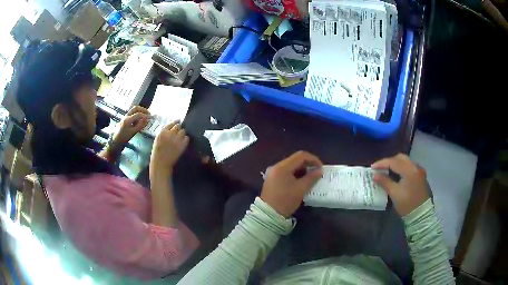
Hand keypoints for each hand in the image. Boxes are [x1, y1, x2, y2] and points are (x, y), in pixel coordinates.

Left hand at [115, 106, 149, 144]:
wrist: (115, 141)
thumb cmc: (124, 138)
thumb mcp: (133, 133)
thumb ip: (140, 125)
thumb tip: (146, 119)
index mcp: (128, 119)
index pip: (138, 114)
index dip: (145, 115)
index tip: (150, 118)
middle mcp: (126, 116)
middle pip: (136, 108)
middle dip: (143, 110)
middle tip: (148, 114)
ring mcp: (125, 117)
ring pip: (134, 110)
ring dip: (140, 112)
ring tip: (144, 118)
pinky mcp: (125, 119)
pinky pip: (132, 114)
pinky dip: (137, 115)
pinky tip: (138, 121)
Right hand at [150, 122, 188, 179]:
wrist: (161, 163)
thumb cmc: (157, 152)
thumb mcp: (157, 139)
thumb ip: (164, 133)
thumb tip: (171, 127)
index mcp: (162, 132)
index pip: (171, 123)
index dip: (175, 122)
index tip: (177, 121)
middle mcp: (170, 134)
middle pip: (178, 126)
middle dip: (178, 128)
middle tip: (178, 131)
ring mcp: (177, 140)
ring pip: (183, 131)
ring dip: (182, 133)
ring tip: (180, 137)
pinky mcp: (182, 145)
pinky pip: (187, 138)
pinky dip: (185, 139)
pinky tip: (183, 142)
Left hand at [260, 151, 322, 217]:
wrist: (268, 214)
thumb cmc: (285, 201)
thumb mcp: (301, 189)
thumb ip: (311, 178)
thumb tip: (319, 170)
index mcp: (282, 167)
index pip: (301, 156)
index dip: (313, 159)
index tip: (321, 168)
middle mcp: (276, 166)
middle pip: (295, 159)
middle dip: (308, 164)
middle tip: (317, 173)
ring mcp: (273, 173)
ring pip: (291, 166)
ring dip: (302, 170)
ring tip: (311, 178)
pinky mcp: (272, 179)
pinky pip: (286, 172)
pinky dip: (295, 174)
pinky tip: (301, 182)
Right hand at [371, 154, 429, 216]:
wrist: (421, 214)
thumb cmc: (407, 204)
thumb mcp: (394, 194)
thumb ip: (384, 182)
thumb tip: (375, 175)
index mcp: (409, 170)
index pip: (393, 162)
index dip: (382, 163)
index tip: (372, 167)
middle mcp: (415, 167)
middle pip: (401, 158)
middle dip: (389, 161)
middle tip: (380, 168)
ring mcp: (419, 171)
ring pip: (406, 161)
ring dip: (396, 164)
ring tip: (387, 170)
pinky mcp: (420, 176)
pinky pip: (409, 167)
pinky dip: (401, 168)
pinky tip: (397, 174)